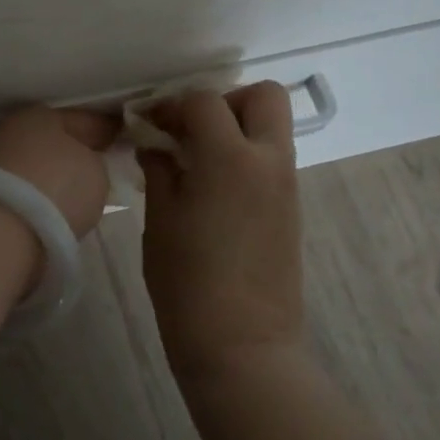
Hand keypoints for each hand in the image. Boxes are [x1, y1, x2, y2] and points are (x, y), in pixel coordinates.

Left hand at [0, 106, 119, 238]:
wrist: (1, 230)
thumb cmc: (57, 187)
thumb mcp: (96, 172)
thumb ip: (94, 162)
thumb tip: (86, 164)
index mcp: (40, 115)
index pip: (80, 119)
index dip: (103, 129)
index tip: (119, 137)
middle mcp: (10, 131)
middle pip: (50, 141)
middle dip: (71, 152)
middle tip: (95, 165)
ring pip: (31, 166)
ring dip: (49, 177)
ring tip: (72, 194)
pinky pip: (19, 191)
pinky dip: (33, 198)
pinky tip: (49, 211)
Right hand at [140, 83, 305, 383]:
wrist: (240, 343)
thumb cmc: (187, 281)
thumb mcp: (160, 220)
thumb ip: (160, 170)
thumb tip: (157, 145)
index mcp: (230, 158)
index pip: (204, 101)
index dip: (172, 105)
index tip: (149, 124)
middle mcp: (268, 161)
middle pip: (263, 96)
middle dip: (225, 101)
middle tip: (191, 131)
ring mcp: (287, 186)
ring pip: (272, 128)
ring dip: (236, 129)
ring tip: (196, 162)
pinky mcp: (291, 209)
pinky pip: (272, 161)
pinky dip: (245, 157)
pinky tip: (213, 189)